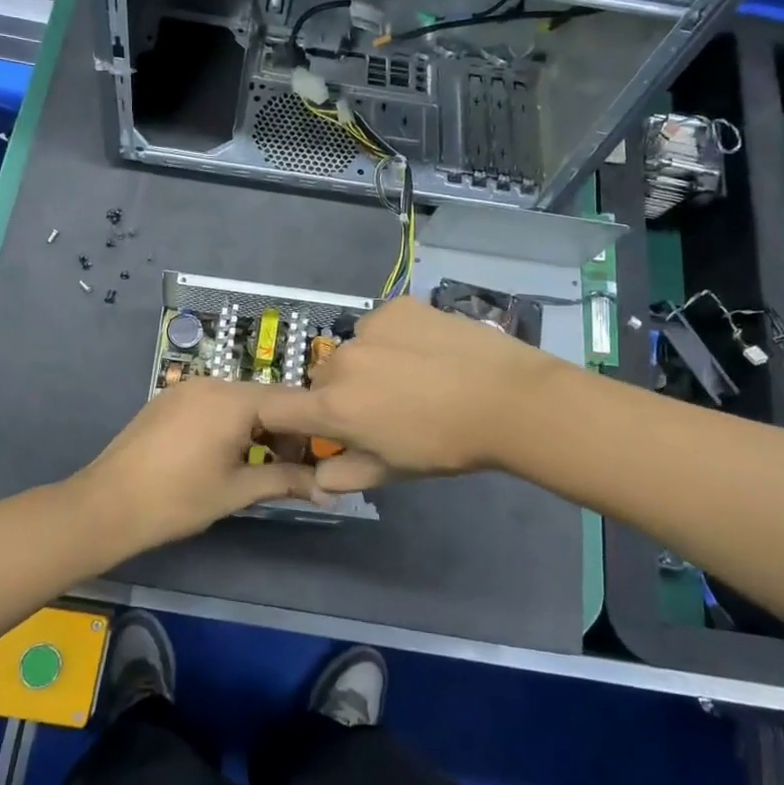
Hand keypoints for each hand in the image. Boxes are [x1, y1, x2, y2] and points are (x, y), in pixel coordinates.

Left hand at [71, 378, 321, 551]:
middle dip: (282, 429)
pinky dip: (228, 422)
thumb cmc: (178, 499)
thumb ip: (285, 481)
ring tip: (255, 464)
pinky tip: (221, 454)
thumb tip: (329, 489)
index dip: (310, 429)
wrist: (107, 505)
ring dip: (255, 427)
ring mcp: (186, 388)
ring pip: (237, 400)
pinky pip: (212, 403)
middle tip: (289, 467)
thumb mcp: (237, 490)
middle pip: (264, 398)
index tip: (319, 458)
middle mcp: (212, 382)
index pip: (291, 401)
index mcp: (234, 399)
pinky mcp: (168, 399)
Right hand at [257, 296, 567, 492]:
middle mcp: (341, 362)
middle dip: (340, 394)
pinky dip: (392, 337)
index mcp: (334, 407)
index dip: (281, 418)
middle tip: (381, 408)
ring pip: (352, 349)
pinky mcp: (397, 306)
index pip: (277, 408)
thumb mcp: (392, 471)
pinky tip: (426, 350)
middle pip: (322, 378)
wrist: (506, 398)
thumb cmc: (446, 445)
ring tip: (411, 376)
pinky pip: (380, 324)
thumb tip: (318, 478)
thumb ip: (345, 475)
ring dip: (366, 363)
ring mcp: (369, 328)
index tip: (304, 425)